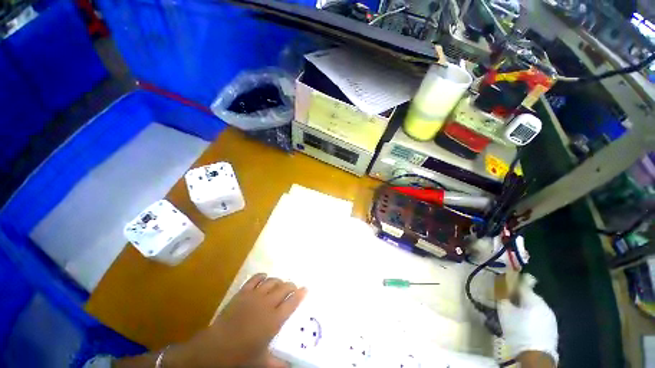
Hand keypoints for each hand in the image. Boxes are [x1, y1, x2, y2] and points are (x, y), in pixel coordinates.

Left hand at [116, 274, 306, 367]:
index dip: (301, 294)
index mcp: (274, 320)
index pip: (292, 303)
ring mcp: (254, 296)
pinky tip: (265, 278)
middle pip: (284, 288)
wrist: (213, 349)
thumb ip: (279, 364)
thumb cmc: (240, 357)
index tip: (306, 289)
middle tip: (293, 289)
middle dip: (291, 286)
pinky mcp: (243, 292)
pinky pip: (256, 279)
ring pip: (272, 281)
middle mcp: (267, 304)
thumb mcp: (261, 362)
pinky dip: (262, 276)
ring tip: (280, 285)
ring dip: (279, 281)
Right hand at [497, 274, 557, 364]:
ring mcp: (551, 317)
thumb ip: (502, 297)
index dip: (513, 282)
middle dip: (519, 297)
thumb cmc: (518, 331)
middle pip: (530, 296)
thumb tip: (499, 285)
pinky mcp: (552, 328)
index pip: (523, 284)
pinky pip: (540, 316)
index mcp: (534, 299)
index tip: (504, 282)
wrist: (536, 356)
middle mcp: (545, 305)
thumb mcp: (505, 312)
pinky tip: (525, 324)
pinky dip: (532, 316)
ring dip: (526, 307)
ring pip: (535, 307)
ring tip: (515, 313)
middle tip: (508, 301)